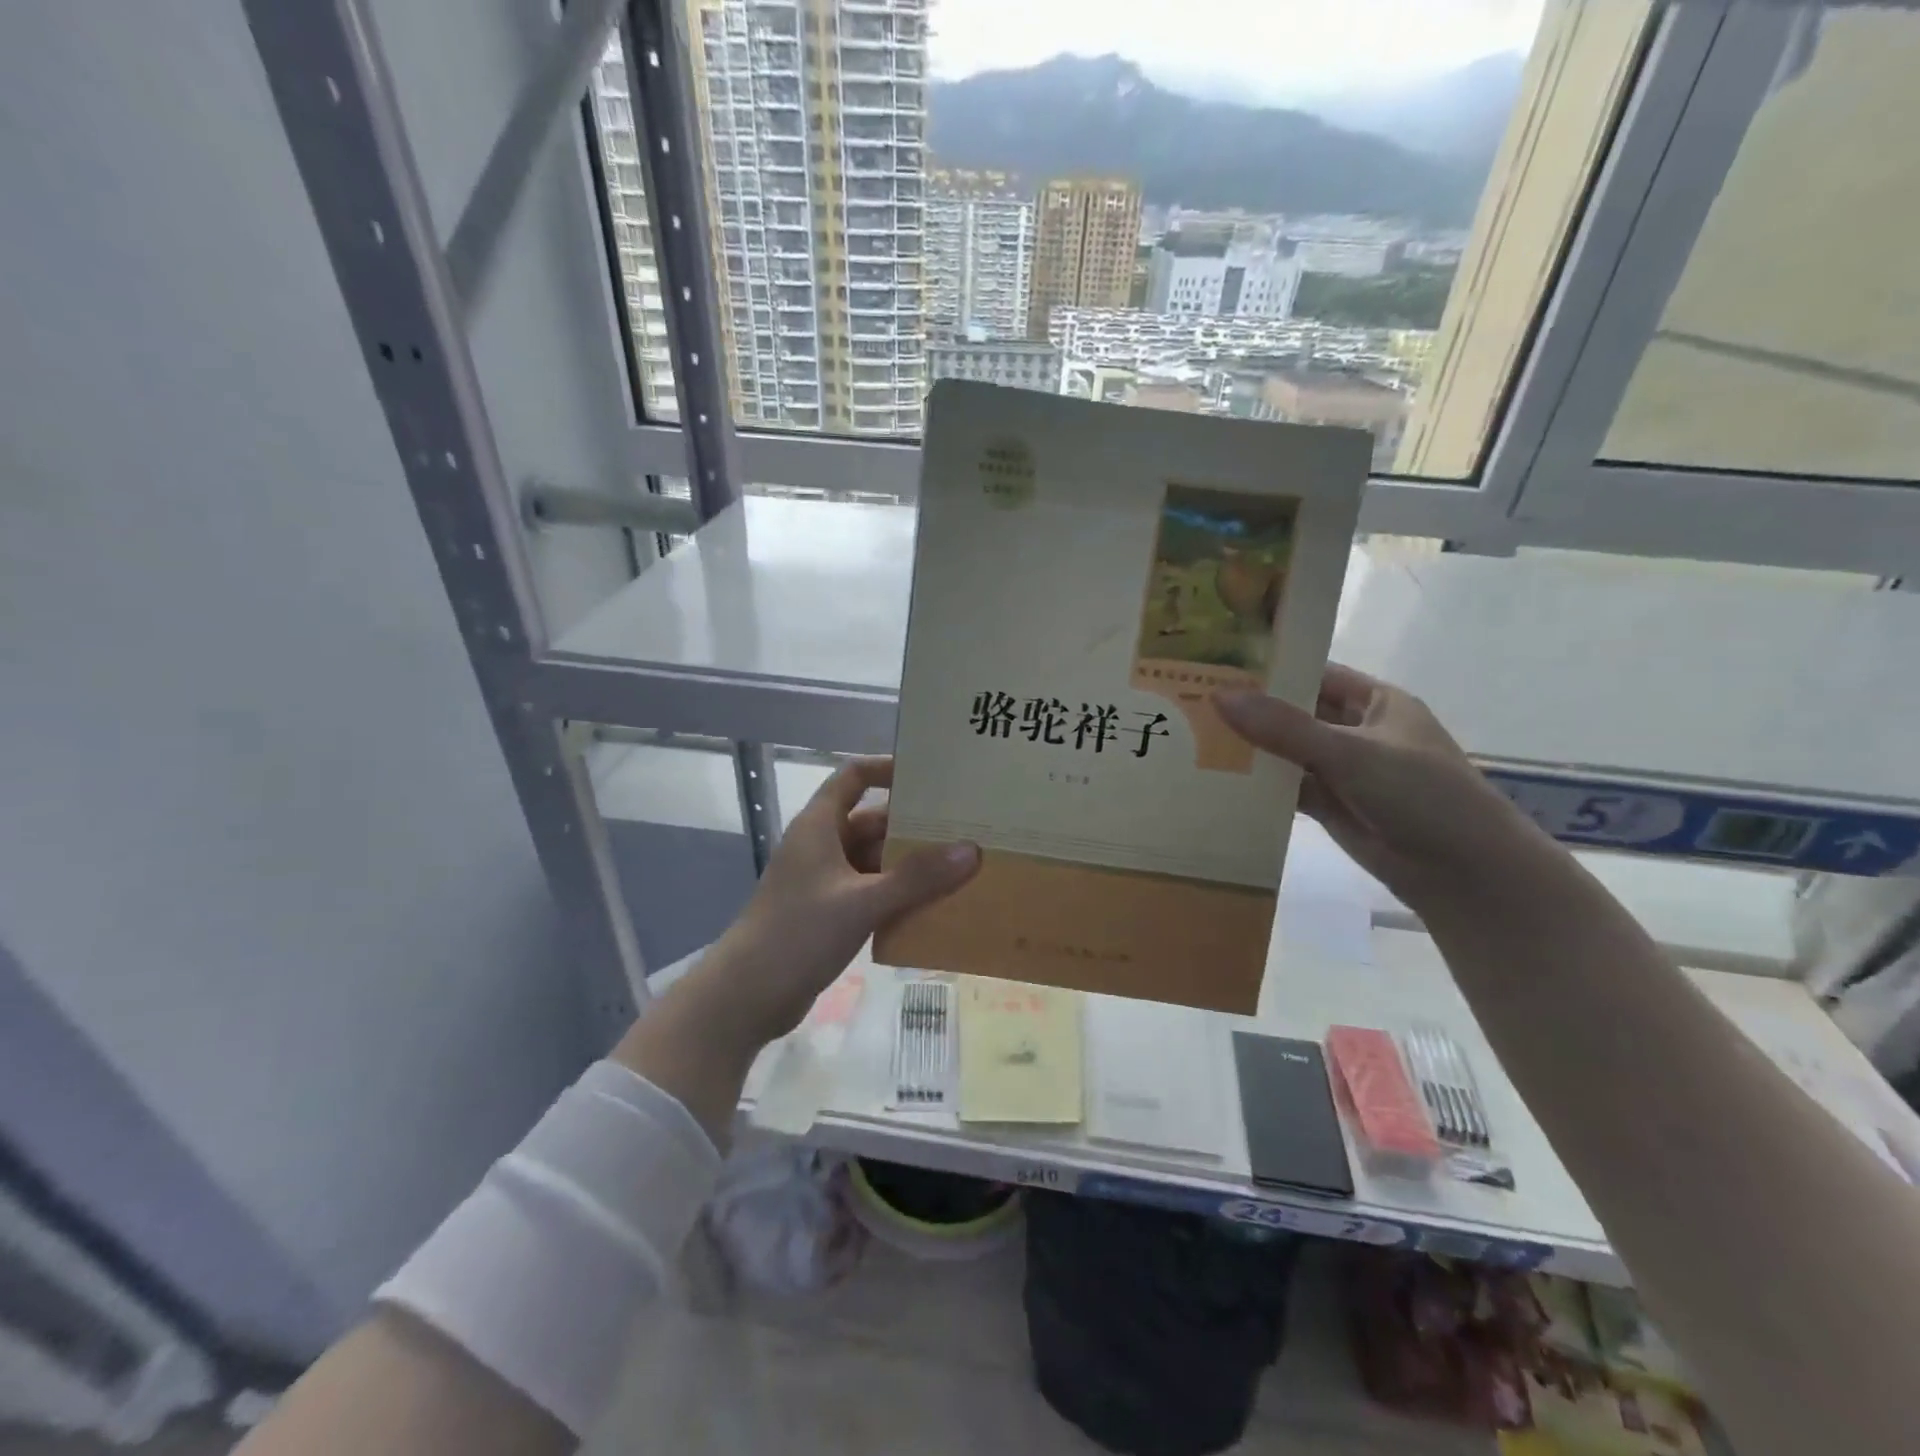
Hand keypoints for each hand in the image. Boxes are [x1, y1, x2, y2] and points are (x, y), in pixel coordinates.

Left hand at [696, 757, 979, 1044]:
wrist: (746, 997)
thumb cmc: (798, 934)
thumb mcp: (861, 902)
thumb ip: (916, 877)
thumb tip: (970, 849)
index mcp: (820, 825)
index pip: (854, 776)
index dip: (888, 768)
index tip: (930, 776)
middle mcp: (822, 845)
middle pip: (873, 820)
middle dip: (913, 825)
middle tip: (963, 828)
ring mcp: (825, 881)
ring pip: (875, 859)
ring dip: (910, 864)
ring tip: (959, 866)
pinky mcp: (829, 912)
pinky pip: (872, 891)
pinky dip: (898, 893)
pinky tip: (933, 906)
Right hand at [1214, 665, 1549, 913]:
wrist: (1463, 873)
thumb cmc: (1421, 793)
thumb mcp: (1351, 752)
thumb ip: (1284, 727)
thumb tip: (1219, 696)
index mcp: (1373, 701)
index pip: (1313, 672)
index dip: (1270, 667)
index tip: (1215, 663)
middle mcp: (1355, 730)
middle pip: (1294, 712)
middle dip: (1250, 709)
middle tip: (1189, 700)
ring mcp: (1341, 770)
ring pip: (1286, 751)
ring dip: (1249, 748)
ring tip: (1189, 736)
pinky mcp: (1329, 805)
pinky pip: (1285, 787)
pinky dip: (1257, 784)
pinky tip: (1215, 778)